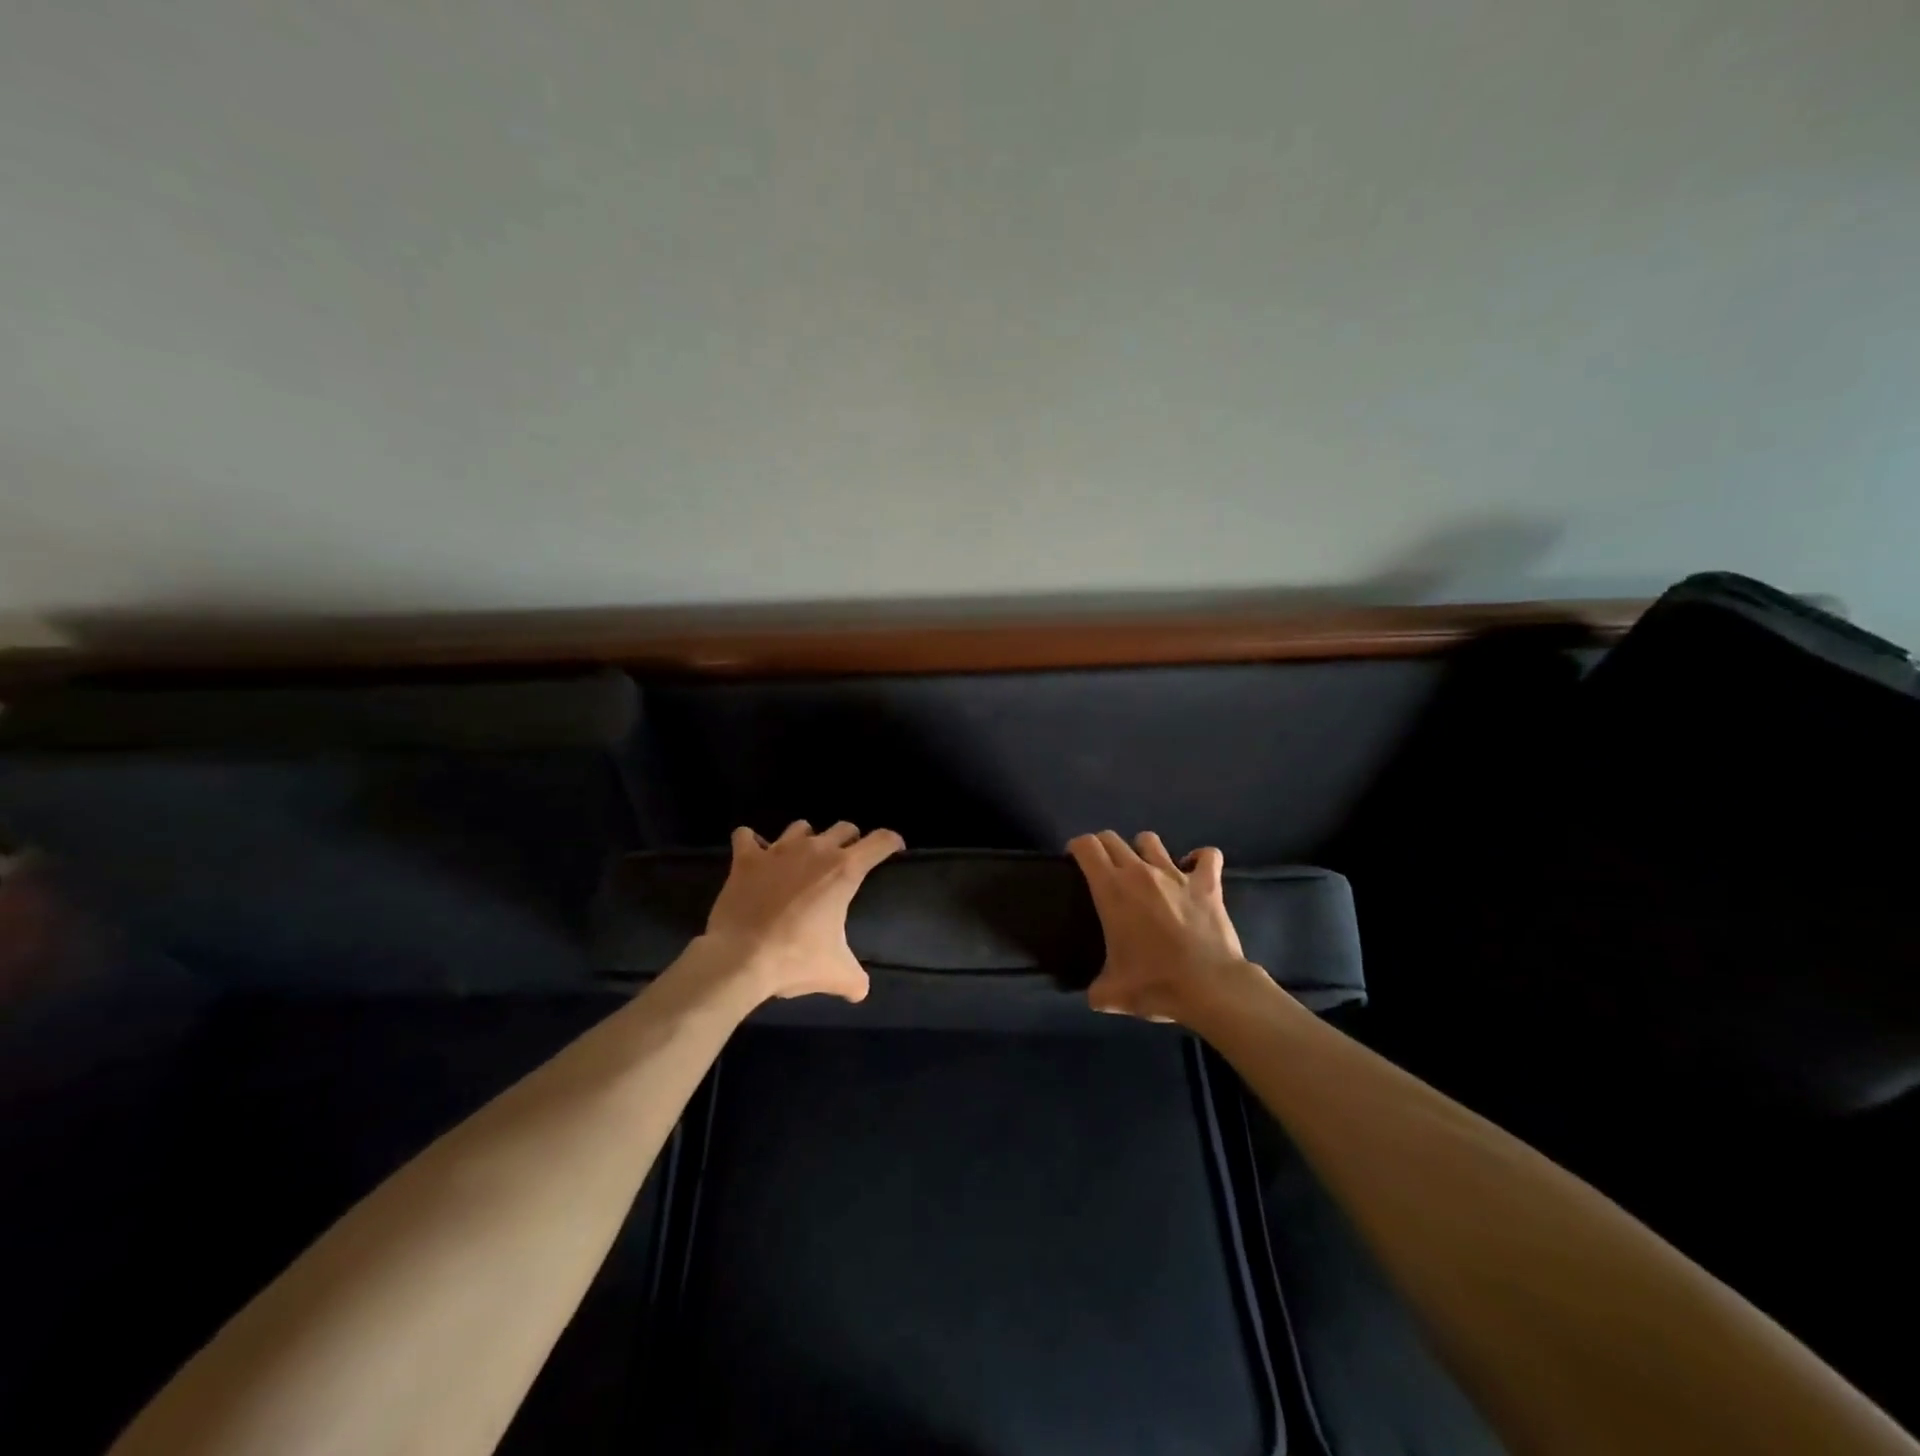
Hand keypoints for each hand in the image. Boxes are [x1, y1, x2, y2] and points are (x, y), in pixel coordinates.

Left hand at [698, 820, 903, 1002]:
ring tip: (801, 859)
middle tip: (846, 860)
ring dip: (806, 839)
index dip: (891, 842)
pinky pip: (747, 836)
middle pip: (843, 828)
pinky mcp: (746, 859)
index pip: (880, 842)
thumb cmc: (795, 960)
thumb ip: (855, 980)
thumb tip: (860, 991)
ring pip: (800, 827)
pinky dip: (751, 843)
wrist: (740, 959)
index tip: (894, 848)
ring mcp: (778, 850)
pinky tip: (755, 857)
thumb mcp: (836, 973)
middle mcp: (815, 850)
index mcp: (844, 871)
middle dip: (850, 841)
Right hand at [1067, 830, 1263, 1024]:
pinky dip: (1200, 859)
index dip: (1076, 848)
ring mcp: (1176, 874)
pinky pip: (1207, 856)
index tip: (1074, 861)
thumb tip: (1094, 996)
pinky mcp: (1207, 883)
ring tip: (1145, 869)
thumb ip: (1096, 990)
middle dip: (1103, 847)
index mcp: (1111, 889)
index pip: (1086, 846)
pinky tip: (1195, 869)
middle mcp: (1140, 872)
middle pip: (1112, 838)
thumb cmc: (1155, 984)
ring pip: (1150, 840)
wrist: (1210, 988)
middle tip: (1104, 869)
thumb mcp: (1112, 995)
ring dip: (1143, 850)